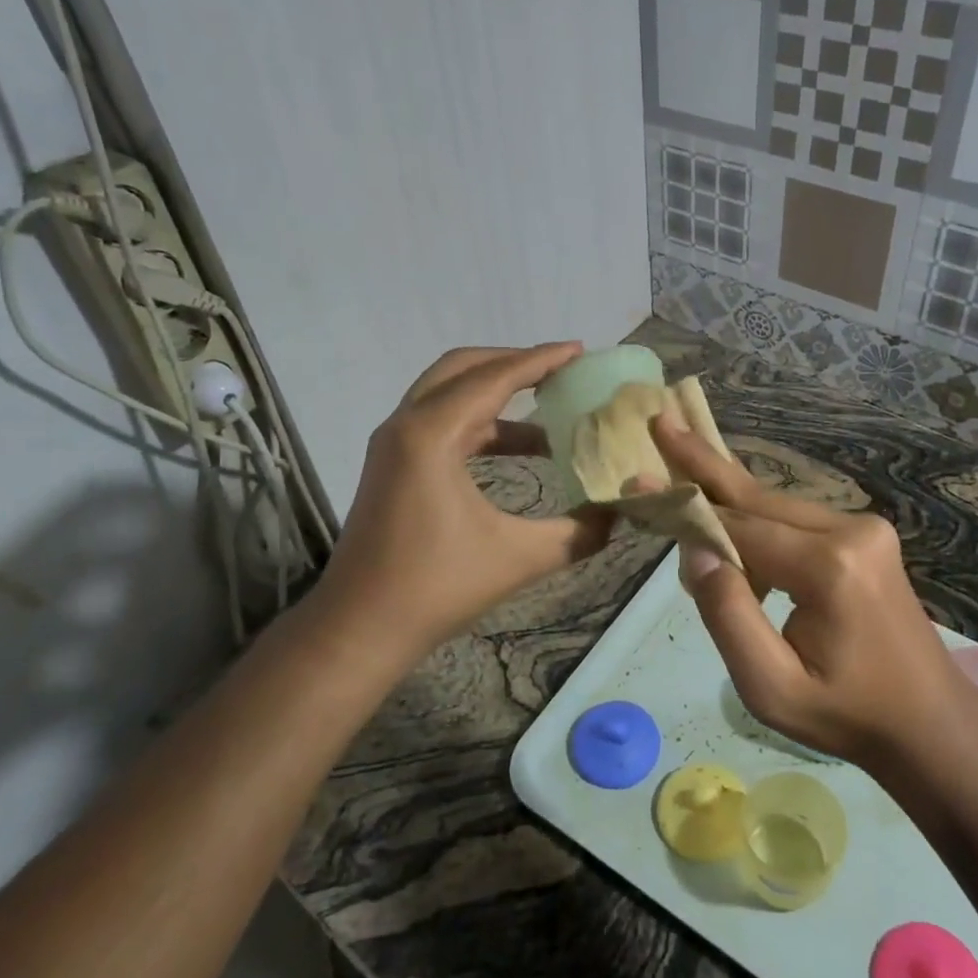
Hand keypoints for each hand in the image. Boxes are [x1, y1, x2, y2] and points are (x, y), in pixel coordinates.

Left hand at [312, 344, 614, 654]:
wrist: (360, 626)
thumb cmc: (436, 587)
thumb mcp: (518, 558)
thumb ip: (576, 534)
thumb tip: (617, 515)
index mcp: (431, 434)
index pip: (494, 377)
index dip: (541, 360)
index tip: (579, 350)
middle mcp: (406, 424)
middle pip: (464, 368)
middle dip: (514, 363)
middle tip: (561, 371)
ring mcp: (393, 443)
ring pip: (449, 393)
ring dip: (498, 394)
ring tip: (550, 408)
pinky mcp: (392, 464)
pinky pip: (441, 422)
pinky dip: (481, 422)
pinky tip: (518, 447)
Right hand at [653, 417, 977, 768]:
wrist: (930, 721)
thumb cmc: (846, 715)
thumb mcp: (772, 689)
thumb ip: (729, 617)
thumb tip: (696, 551)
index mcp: (828, 568)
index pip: (739, 529)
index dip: (685, 508)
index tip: (639, 482)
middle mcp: (850, 531)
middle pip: (758, 498)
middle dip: (704, 464)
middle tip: (663, 422)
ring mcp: (864, 528)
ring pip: (776, 506)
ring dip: (728, 498)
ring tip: (680, 459)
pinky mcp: (866, 535)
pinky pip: (796, 520)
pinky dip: (757, 521)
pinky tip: (729, 523)